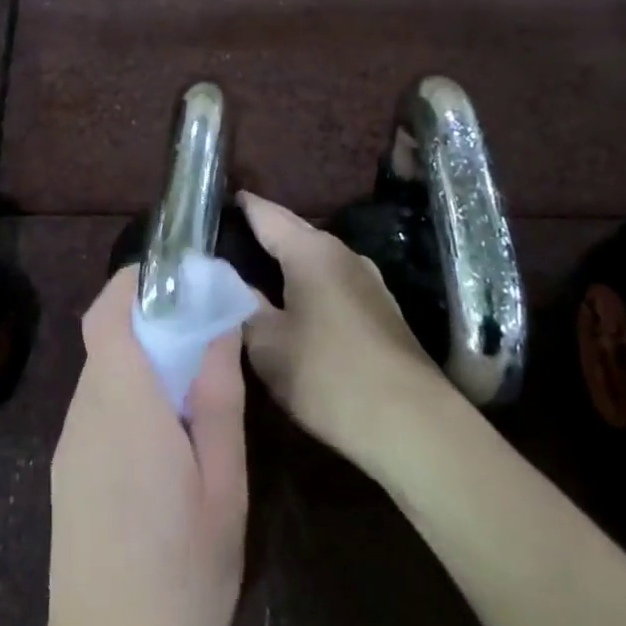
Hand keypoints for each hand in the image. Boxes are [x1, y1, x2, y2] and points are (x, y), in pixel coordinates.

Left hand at [37, 264, 248, 625]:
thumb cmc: (181, 578)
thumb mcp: (223, 487)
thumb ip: (217, 399)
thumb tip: (218, 325)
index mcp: (124, 406)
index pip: (108, 312)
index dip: (136, 281)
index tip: (181, 276)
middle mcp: (85, 412)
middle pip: (106, 335)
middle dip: (151, 316)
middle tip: (206, 330)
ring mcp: (70, 441)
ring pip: (103, 369)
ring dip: (143, 355)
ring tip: (194, 381)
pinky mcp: (68, 467)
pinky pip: (98, 404)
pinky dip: (130, 390)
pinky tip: (166, 431)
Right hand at [239, 191, 451, 463]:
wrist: (412, 424)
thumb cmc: (328, 376)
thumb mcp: (268, 344)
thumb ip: (242, 304)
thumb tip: (227, 280)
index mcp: (311, 251)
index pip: (266, 214)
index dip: (240, 206)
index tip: (214, 200)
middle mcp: (343, 254)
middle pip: (293, 232)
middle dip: (261, 232)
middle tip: (223, 237)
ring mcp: (368, 281)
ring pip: (314, 258)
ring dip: (285, 260)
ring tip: (251, 270)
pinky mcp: (380, 309)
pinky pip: (331, 282)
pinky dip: (306, 283)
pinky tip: (292, 302)